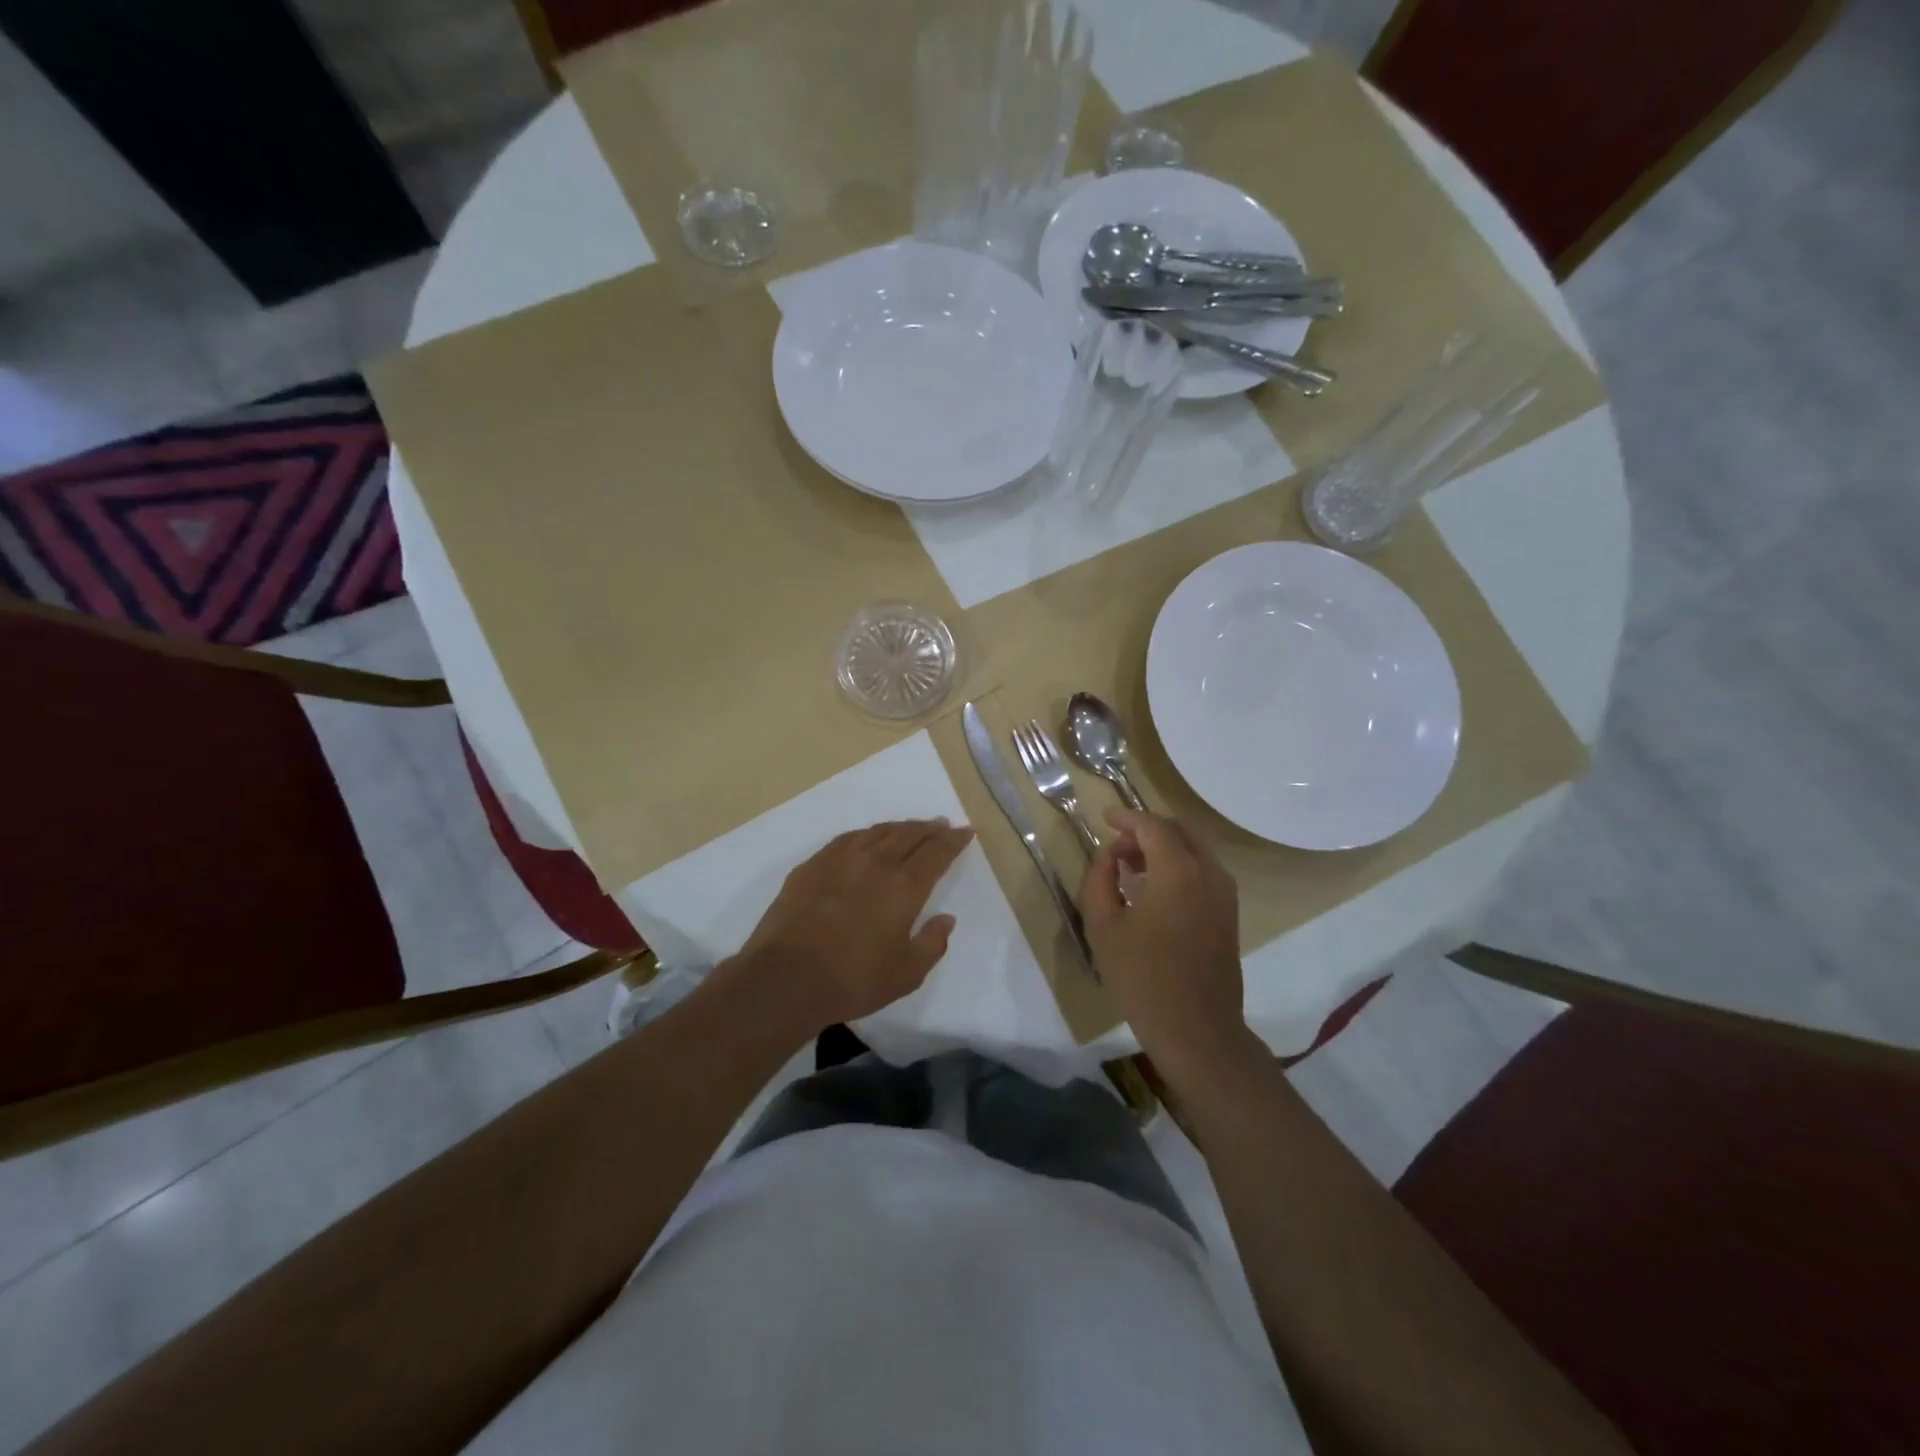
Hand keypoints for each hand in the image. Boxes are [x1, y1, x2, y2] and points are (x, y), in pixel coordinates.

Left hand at [733, 819, 973, 1030]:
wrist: (785, 978)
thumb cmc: (853, 980)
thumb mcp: (906, 974)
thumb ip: (932, 943)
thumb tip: (946, 919)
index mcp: (905, 886)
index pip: (936, 853)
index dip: (953, 840)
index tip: (965, 831)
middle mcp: (876, 862)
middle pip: (909, 834)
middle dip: (929, 828)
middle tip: (941, 824)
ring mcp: (840, 859)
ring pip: (878, 832)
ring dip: (899, 827)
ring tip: (910, 828)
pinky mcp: (813, 865)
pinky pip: (847, 839)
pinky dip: (867, 835)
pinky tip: (867, 839)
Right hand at [1081, 808, 1249, 1069]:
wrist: (1196, 1030)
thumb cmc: (1142, 977)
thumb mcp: (1103, 926)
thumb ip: (1099, 879)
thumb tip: (1109, 855)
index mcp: (1178, 871)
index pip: (1153, 826)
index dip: (1126, 818)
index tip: (1104, 818)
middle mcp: (1209, 873)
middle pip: (1179, 832)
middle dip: (1146, 831)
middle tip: (1116, 845)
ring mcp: (1225, 895)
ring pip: (1194, 852)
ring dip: (1164, 849)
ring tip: (1131, 867)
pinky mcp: (1229, 916)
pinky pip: (1204, 873)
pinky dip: (1179, 867)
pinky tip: (1155, 890)